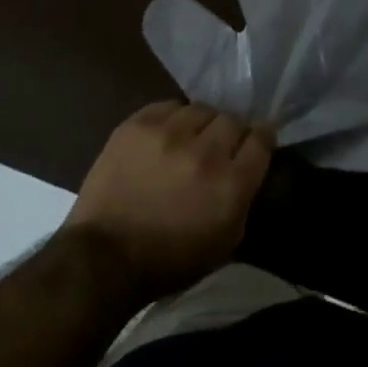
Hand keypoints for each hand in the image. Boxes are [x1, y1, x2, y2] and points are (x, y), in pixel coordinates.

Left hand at [64, 101, 274, 300]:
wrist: (105, 255)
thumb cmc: (170, 260)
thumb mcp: (226, 242)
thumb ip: (245, 198)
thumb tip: (250, 166)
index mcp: (230, 184)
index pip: (261, 139)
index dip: (262, 138)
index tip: (257, 141)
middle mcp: (204, 151)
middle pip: (232, 119)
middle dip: (231, 132)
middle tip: (220, 147)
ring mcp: (168, 133)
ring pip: (201, 108)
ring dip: (201, 124)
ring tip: (191, 139)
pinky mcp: (138, 124)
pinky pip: (169, 106)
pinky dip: (173, 118)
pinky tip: (167, 135)